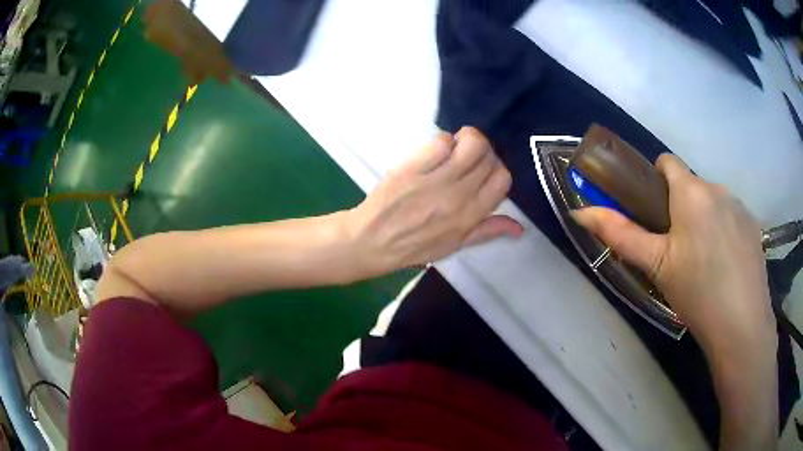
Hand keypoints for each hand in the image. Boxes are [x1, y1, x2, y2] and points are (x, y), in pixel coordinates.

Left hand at [347, 127, 522, 276]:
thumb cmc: (413, 247)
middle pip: (489, 158)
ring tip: (455, 150)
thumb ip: (488, 231)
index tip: (482, 172)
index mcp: (470, 216)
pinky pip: (440, 141)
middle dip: (482, 154)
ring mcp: (435, 180)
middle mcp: (458, 196)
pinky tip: (434, 152)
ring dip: (468, 141)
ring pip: (472, 143)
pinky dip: (443, 141)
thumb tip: (519, 227)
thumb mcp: (455, 246)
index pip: (502, 179)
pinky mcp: (412, 168)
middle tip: (465, 160)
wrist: (371, 242)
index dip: (496, 170)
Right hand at [571, 154, 775, 353]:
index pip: (667, 162)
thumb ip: (620, 234)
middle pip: (692, 186)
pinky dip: (725, 231)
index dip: (656, 180)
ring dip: (705, 219)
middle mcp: (717, 188)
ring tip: (705, 262)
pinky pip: (732, 216)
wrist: (741, 324)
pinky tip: (726, 265)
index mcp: (691, 192)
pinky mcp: (754, 225)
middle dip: (682, 207)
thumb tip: (581, 212)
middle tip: (678, 250)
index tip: (655, 213)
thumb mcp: (655, 266)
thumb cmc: (696, 292)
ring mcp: (739, 205)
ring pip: (713, 202)